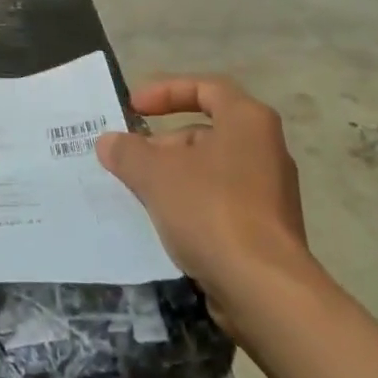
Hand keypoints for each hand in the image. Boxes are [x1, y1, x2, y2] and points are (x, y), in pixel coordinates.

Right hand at [96, 76, 312, 312]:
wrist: (265, 290)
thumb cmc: (211, 211)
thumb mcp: (156, 174)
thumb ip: (127, 152)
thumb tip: (108, 142)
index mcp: (247, 121)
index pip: (205, 88)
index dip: (165, 91)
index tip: (133, 107)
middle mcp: (265, 148)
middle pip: (205, 131)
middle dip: (162, 143)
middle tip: (129, 159)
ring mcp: (270, 192)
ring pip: (211, 169)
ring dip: (173, 176)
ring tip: (139, 193)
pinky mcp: (267, 230)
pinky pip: (220, 202)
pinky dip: (191, 204)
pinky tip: (165, 224)